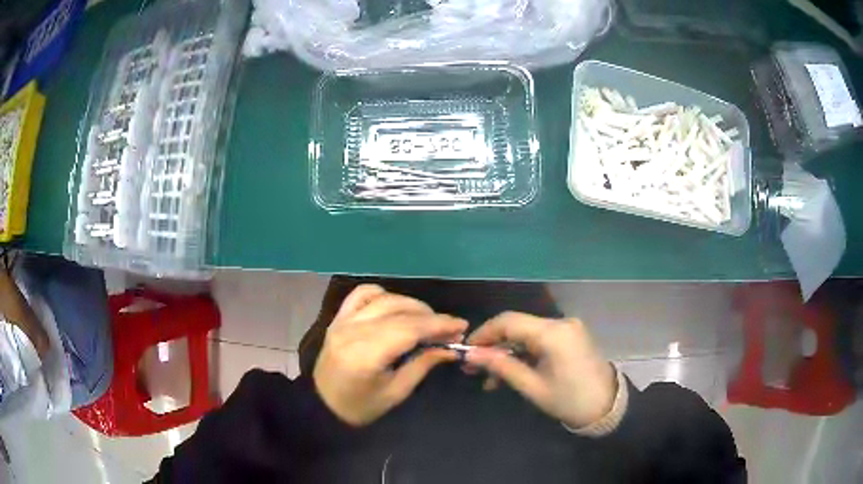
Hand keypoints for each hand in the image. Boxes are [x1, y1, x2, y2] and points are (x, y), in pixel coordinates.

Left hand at [313, 284, 467, 425]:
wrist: (323, 405)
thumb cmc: (361, 407)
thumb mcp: (396, 392)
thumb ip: (423, 364)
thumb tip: (450, 348)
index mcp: (366, 355)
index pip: (409, 329)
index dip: (438, 324)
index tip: (461, 326)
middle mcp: (353, 330)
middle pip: (399, 311)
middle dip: (430, 316)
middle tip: (449, 329)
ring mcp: (342, 321)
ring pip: (383, 298)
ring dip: (410, 305)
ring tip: (427, 319)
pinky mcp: (338, 318)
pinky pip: (361, 294)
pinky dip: (383, 295)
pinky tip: (395, 307)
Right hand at [466, 312, 615, 428]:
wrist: (607, 407)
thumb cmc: (569, 401)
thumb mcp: (532, 387)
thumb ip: (502, 367)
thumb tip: (471, 355)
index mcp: (553, 333)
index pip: (509, 321)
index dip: (484, 333)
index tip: (466, 351)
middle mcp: (561, 323)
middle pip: (517, 327)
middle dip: (493, 346)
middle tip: (473, 368)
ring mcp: (567, 329)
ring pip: (526, 335)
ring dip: (507, 353)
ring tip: (489, 379)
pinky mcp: (570, 337)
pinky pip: (540, 341)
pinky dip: (524, 354)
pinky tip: (511, 373)